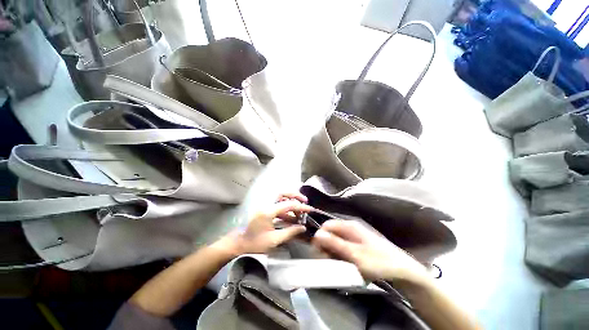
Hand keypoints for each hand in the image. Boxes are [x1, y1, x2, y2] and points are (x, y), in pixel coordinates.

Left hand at [218, 193, 312, 255]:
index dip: (301, 206)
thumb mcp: (274, 240)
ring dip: (290, 201)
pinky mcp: (263, 209)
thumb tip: (303, 228)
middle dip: (295, 195)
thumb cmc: (254, 243)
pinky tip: (291, 217)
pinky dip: (285, 208)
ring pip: (280, 197)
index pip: (288, 204)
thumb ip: (290, 232)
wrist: (237, 244)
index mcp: (268, 210)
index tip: (310, 209)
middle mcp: (266, 204)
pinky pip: (277, 205)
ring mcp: (264, 205)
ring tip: (299, 210)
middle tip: (304, 201)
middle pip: (282, 192)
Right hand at [312, 220, 429, 284]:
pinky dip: (341, 255)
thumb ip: (335, 244)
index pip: (327, 226)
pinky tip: (346, 264)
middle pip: (331, 233)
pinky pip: (344, 246)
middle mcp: (351, 228)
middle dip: (326, 246)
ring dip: (334, 252)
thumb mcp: (354, 254)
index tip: (317, 252)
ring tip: (337, 265)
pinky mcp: (359, 244)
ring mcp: (356, 235)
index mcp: (349, 226)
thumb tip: (317, 235)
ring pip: (337, 240)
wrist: (402, 270)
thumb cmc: (378, 261)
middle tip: (328, 261)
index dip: (320, 237)